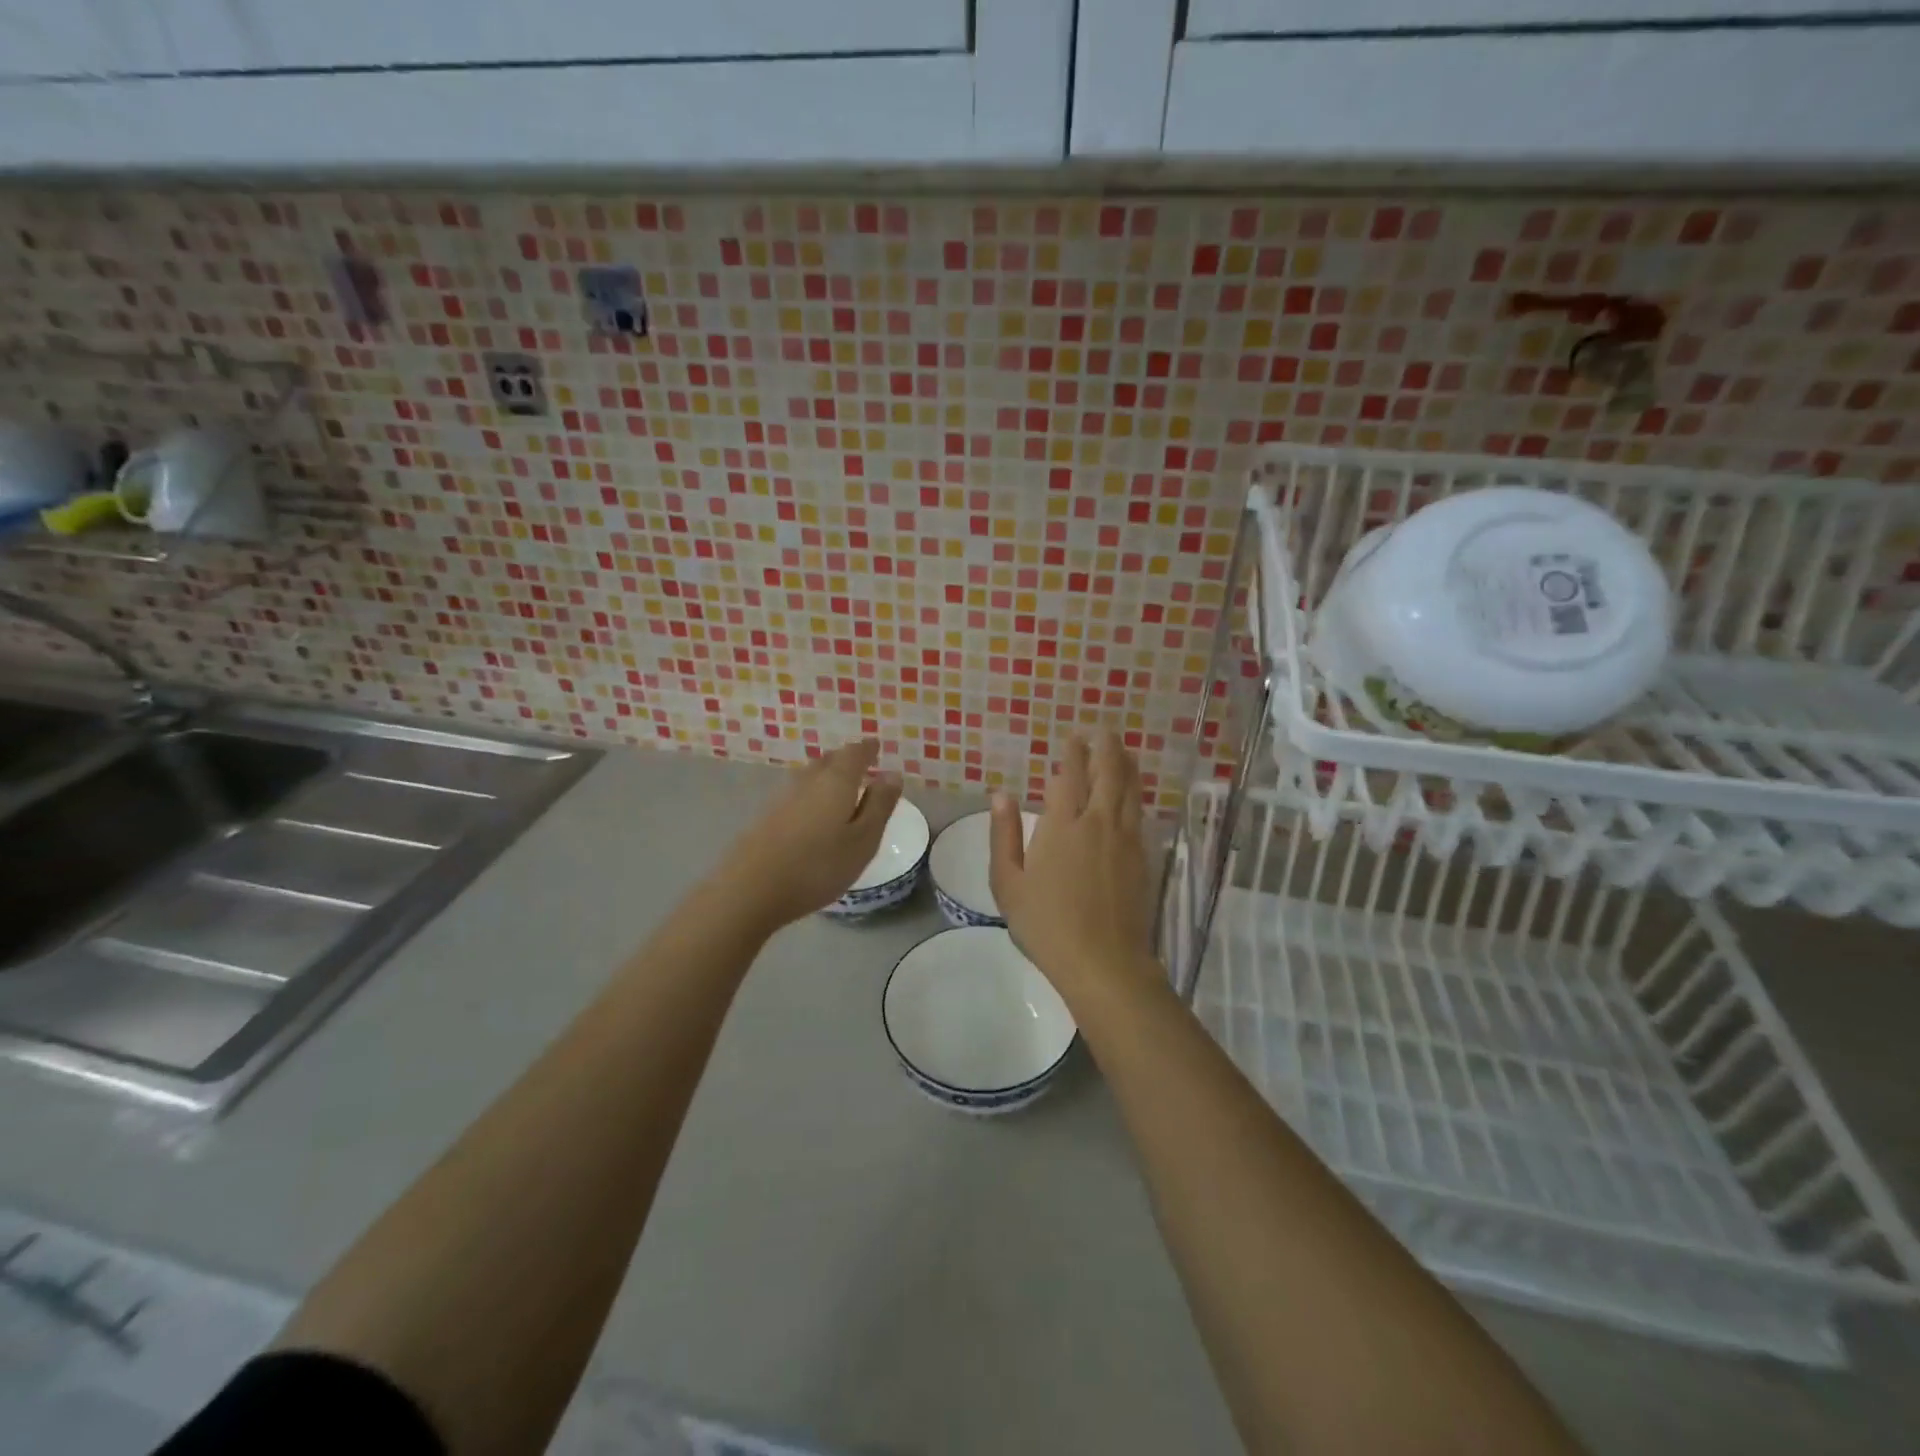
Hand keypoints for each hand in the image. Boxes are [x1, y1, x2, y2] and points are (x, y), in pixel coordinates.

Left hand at [715, 740, 901, 932]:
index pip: (855, 754)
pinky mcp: (766, 817)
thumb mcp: (863, 840)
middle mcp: (808, 781)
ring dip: (826, 775)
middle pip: (829, 761)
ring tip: (840, 786)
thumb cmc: (819, 866)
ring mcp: (782, 798)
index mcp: (836, 782)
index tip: (876, 746)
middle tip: (861, 763)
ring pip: (810, 776)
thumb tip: (892, 774)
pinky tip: (813, 811)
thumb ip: (879, 805)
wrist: (751, 889)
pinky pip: (797, 794)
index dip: (867, 749)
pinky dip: (811, 794)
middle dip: (846, 759)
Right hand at [989, 731, 1160, 1004]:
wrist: (1103, 961)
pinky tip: (1134, 792)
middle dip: (1104, 748)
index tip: (1073, 738)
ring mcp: (1125, 839)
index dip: (1072, 754)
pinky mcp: (1143, 857)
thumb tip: (1001, 795)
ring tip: (1124, 749)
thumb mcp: (1008, 883)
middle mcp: (1097, 822)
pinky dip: (1137, 792)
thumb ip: (1004, 835)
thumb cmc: (1046, 924)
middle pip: (1106, 774)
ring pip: (1129, 790)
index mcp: (1062, 825)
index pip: (1069, 777)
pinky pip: (1140, 812)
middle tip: (1103, 730)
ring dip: (1126, 765)